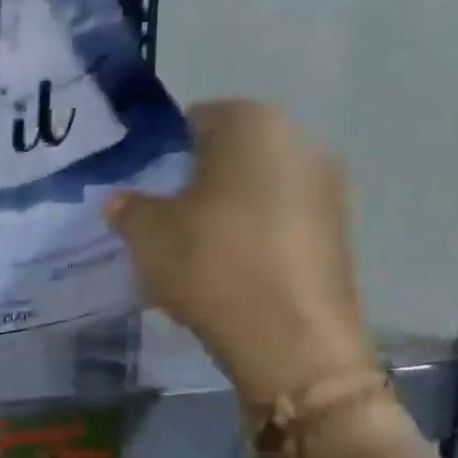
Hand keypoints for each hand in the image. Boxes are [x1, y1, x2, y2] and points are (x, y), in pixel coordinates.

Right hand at [107, 99, 374, 402]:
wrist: (289, 337)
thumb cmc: (212, 264)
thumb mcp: (149, 235)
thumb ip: (129, 209)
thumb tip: (120, 201)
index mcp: (252, 124)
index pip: (197, 120)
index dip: (164, 154)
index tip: (144, 191)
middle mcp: (299, 140)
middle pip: (232, 155)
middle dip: (196, 183)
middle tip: (164, 223)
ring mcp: (326, 187)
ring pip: (257, 190)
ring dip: (226, 213)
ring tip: (195, 254)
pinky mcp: (337, 231)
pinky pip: (280, 222)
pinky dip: (252, 238)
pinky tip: (229, 274)